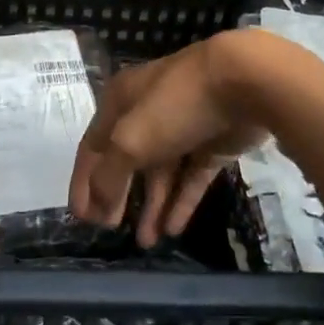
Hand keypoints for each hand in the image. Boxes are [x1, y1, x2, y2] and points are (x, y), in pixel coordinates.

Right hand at [70, 32, 274, 246]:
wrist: (242, 82)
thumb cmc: (174, 105)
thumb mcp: (130, 140)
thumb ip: (109, 175)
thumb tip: (98, 203)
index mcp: (120, 101)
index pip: (93, 146)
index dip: (84, 182)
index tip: (81, 219)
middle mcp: (147, 113)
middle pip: (126, 160)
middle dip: (117, 196)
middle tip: (111, 231)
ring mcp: (182, 128)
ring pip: (161, 173)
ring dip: (152, 206)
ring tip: (147, 242)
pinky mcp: (212, 143)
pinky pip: (191, 177)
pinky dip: (181, 201)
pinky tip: (173, 229)